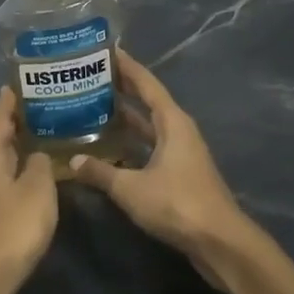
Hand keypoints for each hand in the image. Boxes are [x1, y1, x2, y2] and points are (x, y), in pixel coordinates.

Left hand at [0, 88, 57, 293]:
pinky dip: (17, 174)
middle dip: (14, 124)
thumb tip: (37, 154)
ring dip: (16, 150)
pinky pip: (2, 184)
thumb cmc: (13, 225)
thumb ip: (40, 164)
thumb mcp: (37, 188)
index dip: (8, 101)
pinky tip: (34, 180)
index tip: (20, 84)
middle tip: (40, 109)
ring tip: (41, 140)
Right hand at [70, 50, 253, 286]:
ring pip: (148, 125)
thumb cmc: (177, 204)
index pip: (145, 83)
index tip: (104, 50)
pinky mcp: (180, 173)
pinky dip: (131, 142)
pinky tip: (110, 147)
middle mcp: (178, 130)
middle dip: (122, 87)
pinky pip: (150, 145)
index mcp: (172, 121)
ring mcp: (181, 152)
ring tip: (94, 106)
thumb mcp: (131, 188)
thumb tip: (72, 161)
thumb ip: (101, 172)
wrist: (220, 243)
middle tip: (90, 76)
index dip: (126, 65)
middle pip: (147, 100)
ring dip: (126, 116)